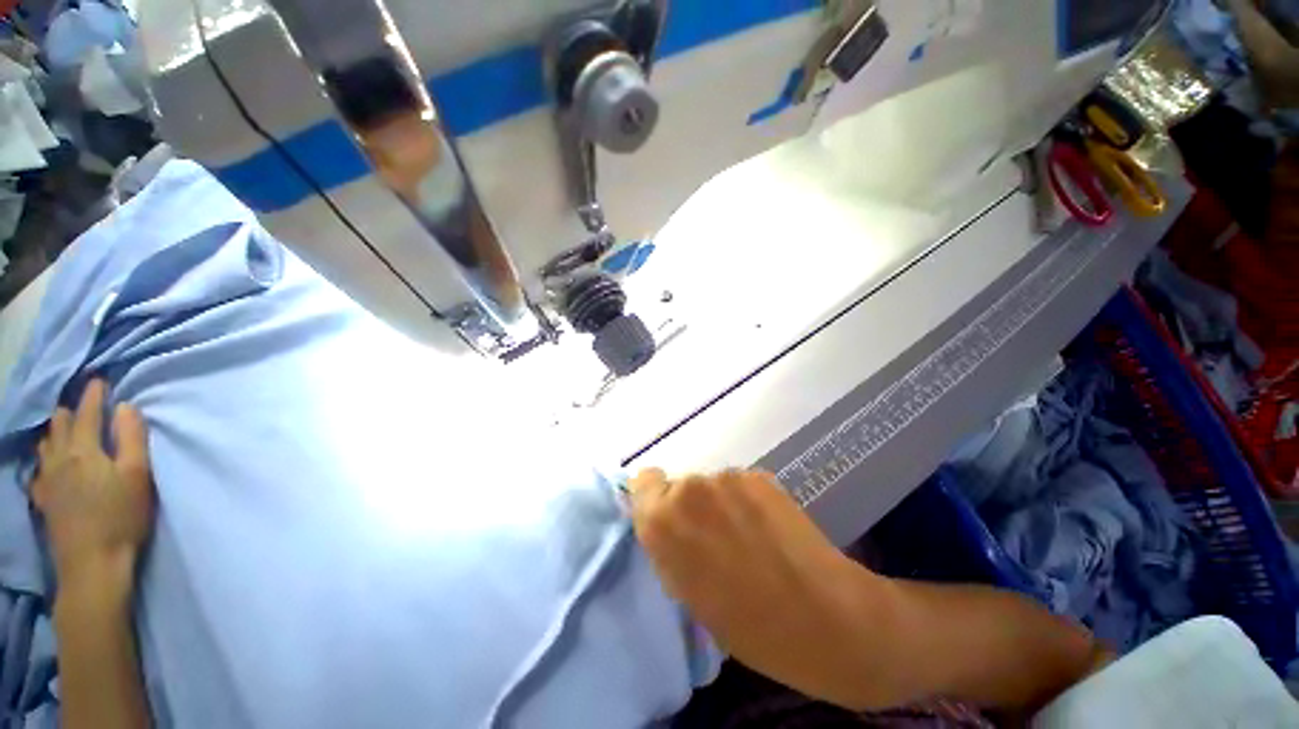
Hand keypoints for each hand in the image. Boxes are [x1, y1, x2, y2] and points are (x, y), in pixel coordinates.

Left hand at [34, 380, 154, 588]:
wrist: (92, 564)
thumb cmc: (122, 516)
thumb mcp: (138, 476)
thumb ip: (132, 438)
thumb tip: (126, 406)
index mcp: (84, 449)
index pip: (87, 412)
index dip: (93, 394)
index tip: (99, 380)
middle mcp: (60, 458)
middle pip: (59, 424)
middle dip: (70, 410)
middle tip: (82, 403)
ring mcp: (47, 480)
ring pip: (45, 444)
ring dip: (54, 431)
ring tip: (62, 427)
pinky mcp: (44, 499)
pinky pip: (39, 469)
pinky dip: (44, 458)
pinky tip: (48, 463)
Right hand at [629, 469, 891, 708]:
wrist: (824, 618)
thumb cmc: (747, 625)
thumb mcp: (687, 593)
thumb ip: (668, 546)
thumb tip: (665, 523)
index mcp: (661, 520)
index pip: (642, 481)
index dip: (654, 499)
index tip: (670, 521)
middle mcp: (688, 487)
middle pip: (678, 484)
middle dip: (689, 505)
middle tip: (714, 537)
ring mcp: (726, 477)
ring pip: (711, 485)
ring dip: (719, 502)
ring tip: (747, 535)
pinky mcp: (758, 475)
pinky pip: (738, 485)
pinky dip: (745, 500)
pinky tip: (768, 527)